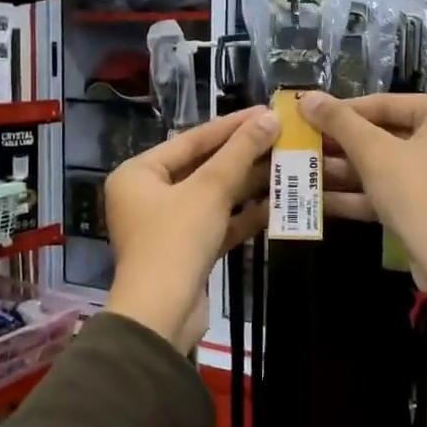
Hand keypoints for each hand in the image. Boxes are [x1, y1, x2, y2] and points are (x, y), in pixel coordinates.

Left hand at [103, 106, 280, 349]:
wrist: (162, 314)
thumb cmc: (176, 240)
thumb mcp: (209, 190)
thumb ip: (240, 152)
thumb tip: (270, 118)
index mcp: (139, 173)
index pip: (191, 140)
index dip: (231, 125)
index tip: (266, 112)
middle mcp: (147, 195)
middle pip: (202, 167)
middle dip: (242, 156)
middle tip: (281, 138)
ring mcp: (166, 225)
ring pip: (212, 196)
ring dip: (247, 185)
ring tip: (286, 165)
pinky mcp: (186, 251)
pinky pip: (216, 223)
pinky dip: (242, 215)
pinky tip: (276, 203)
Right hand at [301, 92, 426, 290]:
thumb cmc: (420, 192)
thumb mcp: (374, 153)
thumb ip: (339, 122)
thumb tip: (307, 97)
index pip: (385, 103)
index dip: (341, 111)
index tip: (306, 116)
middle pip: (385, 135)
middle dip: (341, 145)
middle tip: (302, 145)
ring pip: (387, 166)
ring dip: (345, 171)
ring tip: (302, 171)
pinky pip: (394, 191)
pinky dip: (361, 195)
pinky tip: (319, 200)